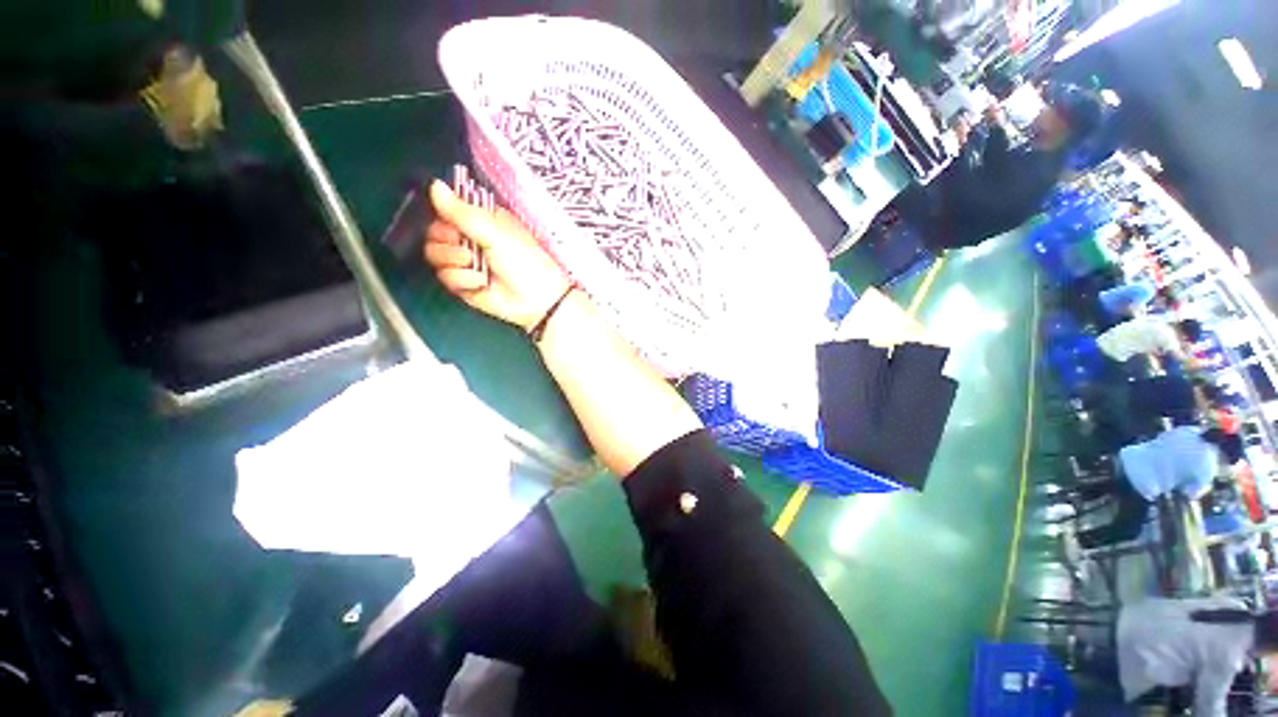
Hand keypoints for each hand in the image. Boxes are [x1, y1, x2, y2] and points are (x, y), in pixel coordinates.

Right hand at [423, 180, 572, 330]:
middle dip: (447, 241)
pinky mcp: (462, 284)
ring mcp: (464, 262)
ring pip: (434, 254)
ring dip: (455, 261)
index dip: (445, 216)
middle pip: (434, 232)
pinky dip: (463, 280)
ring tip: (477, 266)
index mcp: (481, 220)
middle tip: (468, 249)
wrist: (535, 298)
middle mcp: (470, 238)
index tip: (457, 224)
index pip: (446, 209)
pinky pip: (444, 277)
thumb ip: (462, 211)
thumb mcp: (495, 232)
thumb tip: (434, 184)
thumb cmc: (524, 261)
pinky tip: (481, 283)